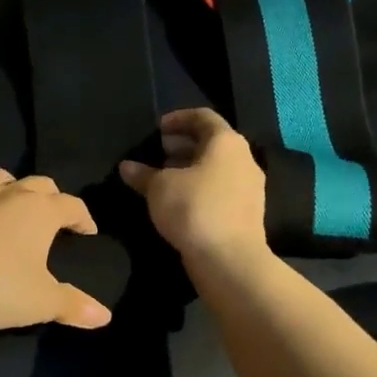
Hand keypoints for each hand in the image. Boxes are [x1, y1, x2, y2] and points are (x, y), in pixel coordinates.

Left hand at [0, 168, 112, 336]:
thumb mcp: (40, 302)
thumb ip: (73, 305)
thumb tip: (105, 316)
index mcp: (38, 210)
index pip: (70, 204)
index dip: (83, 216)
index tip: (87, 231)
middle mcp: (7, 194)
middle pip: (38, 183)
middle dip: (51, 198)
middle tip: (54, 218)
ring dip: (12, 188)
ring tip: (12, 209)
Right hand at [119, 108, 268, 264]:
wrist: (230, 260)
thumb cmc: (194, 208)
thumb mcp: (159, 187)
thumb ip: (143, 174)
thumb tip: (126, 167)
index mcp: (226, 142)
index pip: (203, 117)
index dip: (178, 118)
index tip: (157, 129)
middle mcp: (244, 159)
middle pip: (212, 142)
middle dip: (183, 145)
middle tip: (158, 152)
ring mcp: (249, 187)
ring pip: (217, 167)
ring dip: (190, 168)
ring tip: (164, 178)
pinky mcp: (247, 212)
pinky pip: (221, 189)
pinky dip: (200, 187)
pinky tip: (179, 201)